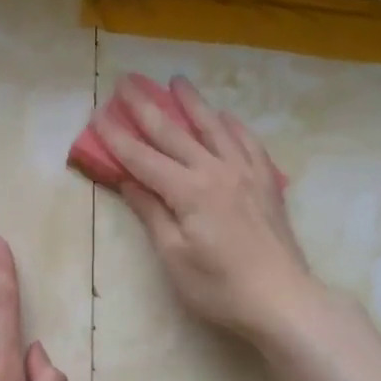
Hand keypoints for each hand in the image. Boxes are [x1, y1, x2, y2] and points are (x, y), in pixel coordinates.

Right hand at [103, 75, 317, 341]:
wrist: (282, 299)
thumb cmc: (219, 287)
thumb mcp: (174, 256)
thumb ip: (151, 212)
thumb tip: (128, 180)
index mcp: (189, 191)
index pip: (143, 158)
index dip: (118, 138)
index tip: (98, 115)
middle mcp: (217, 170)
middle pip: (174, 133)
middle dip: (147, 107)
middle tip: (127, 82)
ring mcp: (246, 172)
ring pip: (214, 128)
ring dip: (192, 103)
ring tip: (177, 81)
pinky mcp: (267, 182)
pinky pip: (248, 142)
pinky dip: (232, 125)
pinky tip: (225, 117)